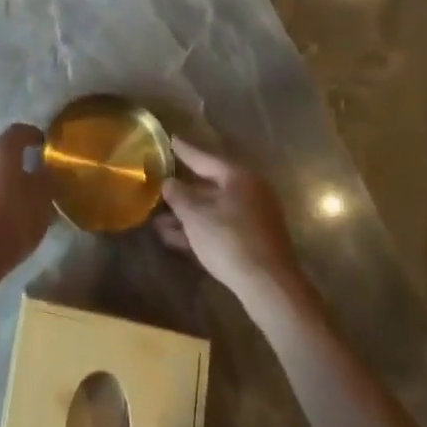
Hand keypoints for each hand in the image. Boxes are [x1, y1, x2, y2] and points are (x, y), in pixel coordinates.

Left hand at [0, 123, 53, 283]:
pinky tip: (11, 217)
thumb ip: (47, 179)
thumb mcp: (43, 198)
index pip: (19, 131)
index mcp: (1, 151)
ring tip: (28, 202)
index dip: (34, 134)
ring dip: (10, 183)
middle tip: (40, 177)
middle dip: (22, 163)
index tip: (46, 144)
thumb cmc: (13, 219)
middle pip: (4, 154)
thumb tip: (47, 170)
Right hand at [155, 137, 310, 309]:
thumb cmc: (230, 239)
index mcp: (239, 177)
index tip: (170, 139)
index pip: (205, 158)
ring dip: (186, 215)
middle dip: (182, 191)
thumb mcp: (195, 214)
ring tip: (157, 220)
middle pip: (209, 185)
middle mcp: (249, 192)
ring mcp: (253, 219)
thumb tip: (168, 182)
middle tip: (160, 183)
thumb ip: (177, 194)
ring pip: (213, 210)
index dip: (184, 150)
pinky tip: (173, 238)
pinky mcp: (253, 243)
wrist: (269, 287)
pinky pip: (220, 228)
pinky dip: (199, 230)